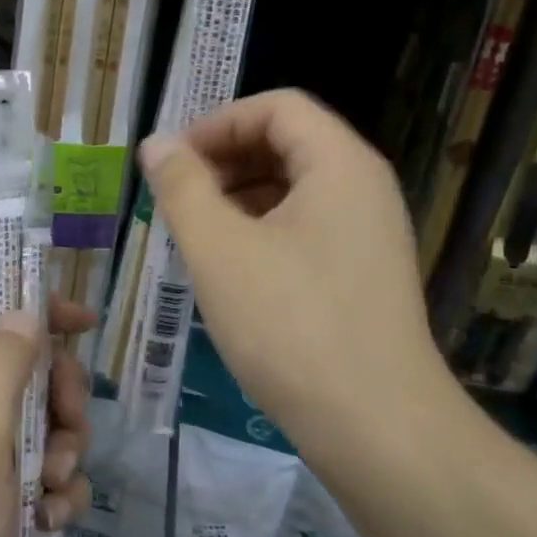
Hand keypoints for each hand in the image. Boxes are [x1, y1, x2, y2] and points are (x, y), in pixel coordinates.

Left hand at [0, 298, 93, 536]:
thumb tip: (24, 312)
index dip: (33, 310)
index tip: (82, 323)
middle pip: (29, 369)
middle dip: (60, 397)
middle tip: (68, 430)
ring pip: (48, 422)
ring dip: (65, 451)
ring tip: (51, 490)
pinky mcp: (4, 499)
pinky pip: (51, 473)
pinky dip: (59, 493)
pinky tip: (50, 522)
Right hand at [139, 89, 451, 440]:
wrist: (379, 429)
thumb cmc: (291, 326)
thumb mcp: (219, 250)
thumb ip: (182, 187)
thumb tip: (157, 144)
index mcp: (340, 164)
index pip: (276, 107)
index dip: (218, 123)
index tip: (174, 161)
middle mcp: (364, 187)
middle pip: (288, 142)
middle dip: (226, 159)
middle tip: (177, 196)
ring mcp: (370, 233)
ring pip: (296, 187)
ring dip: (240, 195)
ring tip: (196, 231)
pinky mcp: (365, 273)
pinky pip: (308, 226)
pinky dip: (264, 229)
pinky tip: (231, 266)